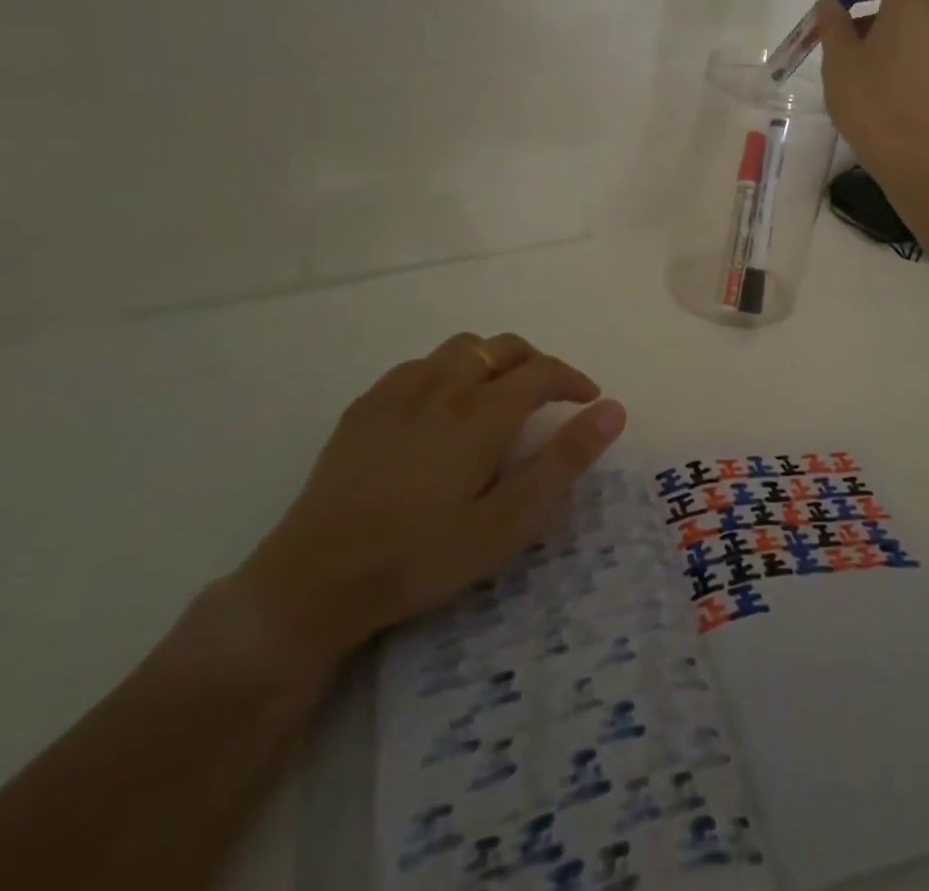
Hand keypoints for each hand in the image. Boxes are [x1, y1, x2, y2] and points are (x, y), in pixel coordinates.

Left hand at [233, 332, 625, 671]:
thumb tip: (614, 409)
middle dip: (537, 363)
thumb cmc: (422, 556)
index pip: (543, 372)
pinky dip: (448, 369)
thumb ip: (564, 460)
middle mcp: (445, 386)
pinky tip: (442, 405)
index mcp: (483, 412)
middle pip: (503, 348)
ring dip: (492, 360)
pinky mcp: (366, 406)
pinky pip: (420, 364)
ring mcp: (400, 391)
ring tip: (500, 393)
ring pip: (461, 348)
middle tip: (550, 396)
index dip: (573, 379)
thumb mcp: (508, 522)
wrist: (314, 580)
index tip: (589, 398)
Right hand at [814, 0, 928, 177]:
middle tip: (838, 16)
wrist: (919, 159)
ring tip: (847, 50)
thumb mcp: (839, 59)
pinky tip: (870, 69)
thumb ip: (833, 21)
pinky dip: (898, 34)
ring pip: (917, 6)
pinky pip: (926, 32)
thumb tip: (833, 4)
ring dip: (881, 13)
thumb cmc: (874, 102)